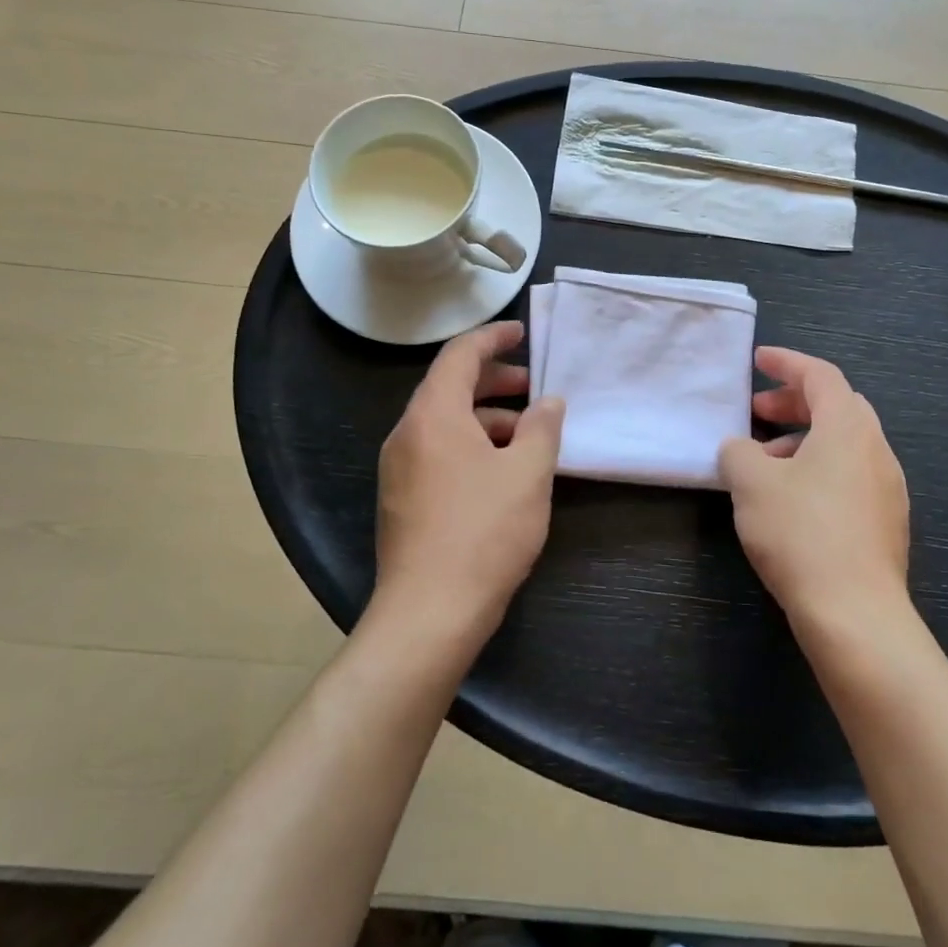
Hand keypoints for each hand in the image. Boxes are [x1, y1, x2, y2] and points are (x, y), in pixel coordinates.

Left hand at [372, 321, 564, 642]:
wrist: (429, 614)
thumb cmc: (483, 533)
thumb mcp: (527, 474)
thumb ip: (542, 428)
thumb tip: (548, 402)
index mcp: (433, 415)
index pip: (459, 355)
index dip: (492, 338)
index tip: (522, 333)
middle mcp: (407, 434)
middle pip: (450, 388)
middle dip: (494, 381)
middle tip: (534, 386)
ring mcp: (399, 469)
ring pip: (445, 424)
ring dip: (486, 417)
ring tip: (528, 434)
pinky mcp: (402, 499)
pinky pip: (438, 452)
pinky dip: (472, 445)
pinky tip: (503, 470)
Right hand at [719, 347, 912, 625]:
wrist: (856, 615)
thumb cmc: (801, 533)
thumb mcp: (751, 483)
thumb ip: (738, 452)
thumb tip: (741, 448)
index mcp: (848, 428)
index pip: (820, 375)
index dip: (787, 362)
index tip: (758, 360)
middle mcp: (876, 449)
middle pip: (837, 406)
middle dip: (795, 401)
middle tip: (757, 411)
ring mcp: (888, 488)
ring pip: (844, 443)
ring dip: (804, 439)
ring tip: (765, 460)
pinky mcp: (887, 522)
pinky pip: (851, 475)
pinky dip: (820, 468)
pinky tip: (791, 498)